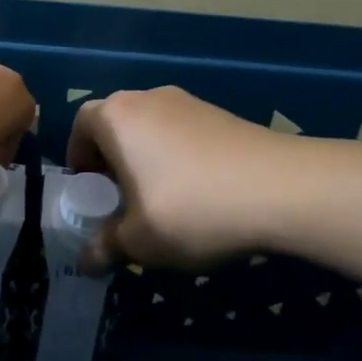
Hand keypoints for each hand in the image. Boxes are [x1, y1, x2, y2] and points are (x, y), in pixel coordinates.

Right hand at [68, 86, 288, 268]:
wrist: (283, 189)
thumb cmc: (191, 209)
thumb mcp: (139, 241)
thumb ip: (105, 247)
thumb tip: (86, 262)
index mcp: (118, 117)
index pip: (81, 124)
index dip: (78, 157)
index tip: (88, 190)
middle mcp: (149, 99)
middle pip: (118, 123)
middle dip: (112, 160)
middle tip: (120, 199)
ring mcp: (191, 103)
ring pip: (153, 129)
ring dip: (147, 159)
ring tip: (161, 200)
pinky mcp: (224, 115)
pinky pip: (185, 134)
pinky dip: (180, 158)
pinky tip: (200, 195)